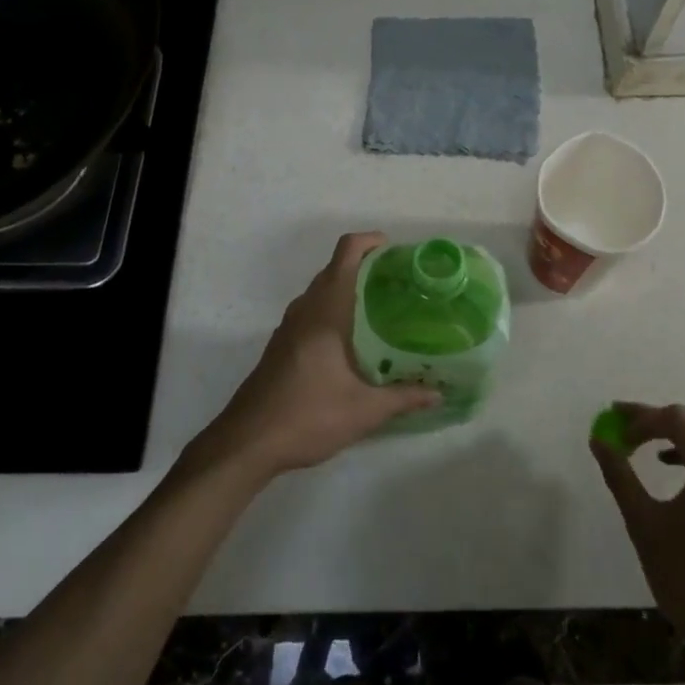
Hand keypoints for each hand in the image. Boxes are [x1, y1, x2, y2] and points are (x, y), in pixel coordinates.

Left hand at [187, 233, 438, 482]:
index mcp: (325, 311)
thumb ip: (403, 397)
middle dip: (366, 267)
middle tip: (400, 283)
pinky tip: (353, 341)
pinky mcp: (281, 345)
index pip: (345, 254)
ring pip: (321, 292)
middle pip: (334, 269)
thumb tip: (439, 393)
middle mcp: (305, 310)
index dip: (370, 241)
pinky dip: (333, 310)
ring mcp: (288, 327)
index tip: (395, 250)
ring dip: (348, 289)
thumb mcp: (363, 411)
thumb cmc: (307, 417)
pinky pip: (311, 312)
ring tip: (382, 309)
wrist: (246, 443)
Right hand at [591, 403, 684, 664]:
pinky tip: (674, 473)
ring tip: (650, 450)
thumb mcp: (643, 522)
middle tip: (632, 429)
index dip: (642, 420)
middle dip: (665, 420)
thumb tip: (599, 441)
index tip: (616, 434)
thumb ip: (620, 475)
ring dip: (684, 436)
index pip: (677, 420)